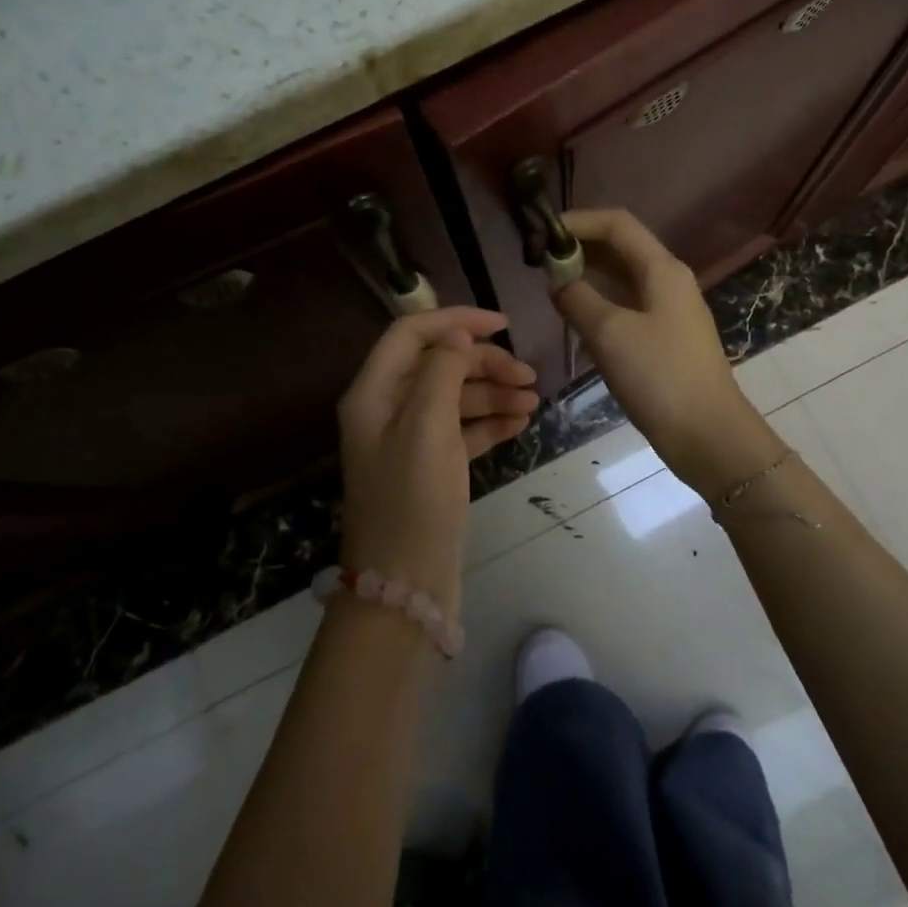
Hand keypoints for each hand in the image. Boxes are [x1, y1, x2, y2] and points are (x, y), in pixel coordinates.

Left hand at [337, 308, 538, 613]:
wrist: (405, 585)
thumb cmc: (413, 500)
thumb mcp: (426, 427)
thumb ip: (441, 371)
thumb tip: (457, 333)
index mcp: (374, 392)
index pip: (412, 333)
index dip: (457, 321)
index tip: (504, 325)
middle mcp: (387, 409)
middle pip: (438, 364)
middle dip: (483, 363)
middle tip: (528, 376)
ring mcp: (409, 440)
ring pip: (454, 398)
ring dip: (493, 393)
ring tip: (533, 402)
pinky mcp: (431, 467)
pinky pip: (462, 430)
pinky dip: (490, 422)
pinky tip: (521, 423)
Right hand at [551, 210, 777, 495]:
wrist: (707, 434)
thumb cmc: (659, 377)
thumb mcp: (609, 333)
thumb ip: (576, 298)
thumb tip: (556, 279)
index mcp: (661, 269)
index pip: (616, 224)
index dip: (577, 221)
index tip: (540, 235)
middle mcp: (668, 281)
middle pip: (620, 248)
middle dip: (579, 248)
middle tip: (539, 262)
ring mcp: (669, 311)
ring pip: (622, 278)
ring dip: (587, 275)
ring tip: (550, 286)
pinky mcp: (665, 338)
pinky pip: (626, 305)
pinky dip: (599, 302)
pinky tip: (576, 316)